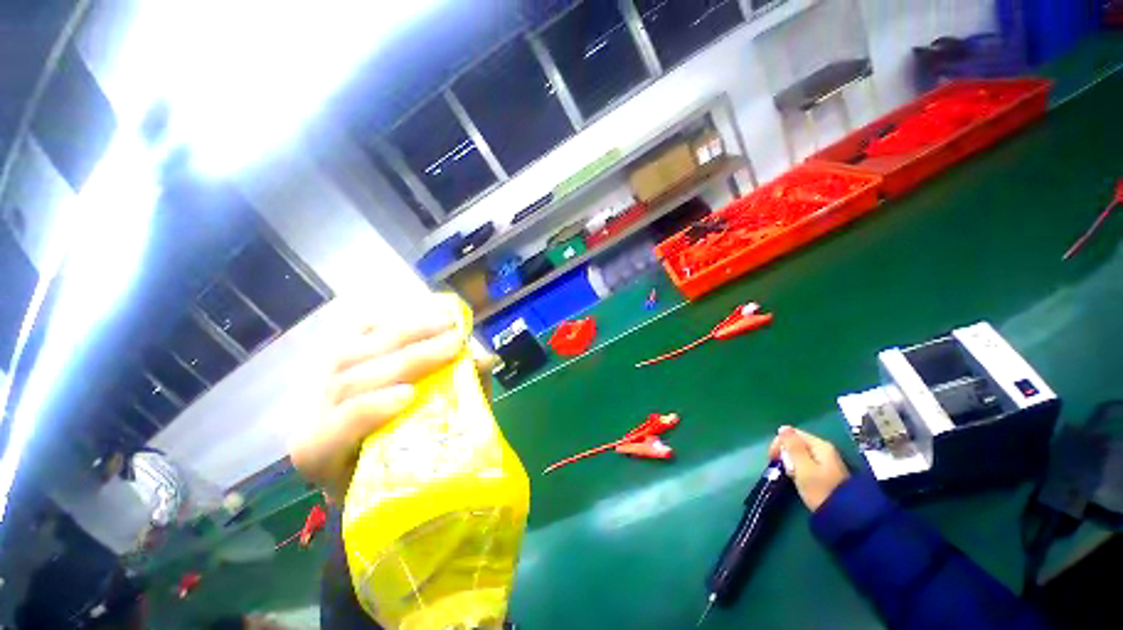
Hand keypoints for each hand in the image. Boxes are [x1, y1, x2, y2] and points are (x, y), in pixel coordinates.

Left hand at [290, 295, 495, 500]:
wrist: (356, 456)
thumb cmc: (397, 460)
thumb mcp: (424, 447)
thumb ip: (456, 408)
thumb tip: (483, 360)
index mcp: (324, 453)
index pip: (338, 427)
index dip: (370, 408)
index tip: (411, 394)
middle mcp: (313, 414)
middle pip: (352, 378)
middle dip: (409, 357)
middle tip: (456, 341)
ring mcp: (320, 381)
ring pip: (354, 349)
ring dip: (406, 332)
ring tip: (448, 320)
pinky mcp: (335, 358)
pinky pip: (355, 331)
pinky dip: (390, 320)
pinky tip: (420, 311)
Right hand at [768, 426, 849, 510]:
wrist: (846, 518)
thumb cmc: (820, 490)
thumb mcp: (803, 467)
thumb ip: (793, 446)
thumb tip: (783, 428)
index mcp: (820, 445)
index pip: (792, 433)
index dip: (779, 443)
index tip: (772, 458)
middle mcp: (825, 449)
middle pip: (797, 442)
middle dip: (785, 452)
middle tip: (780, 468)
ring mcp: (828, 461)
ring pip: (801, 453)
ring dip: (791, 461)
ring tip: (789, 475)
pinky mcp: (828, 472)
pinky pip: (808, 462)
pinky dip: (799, 468)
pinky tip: (799, 478)